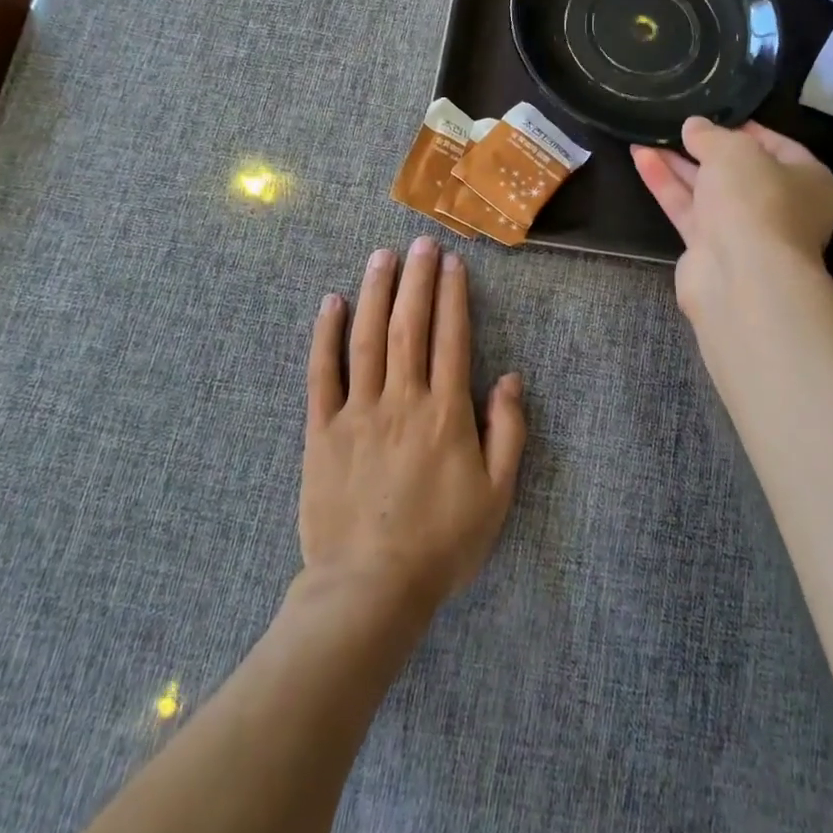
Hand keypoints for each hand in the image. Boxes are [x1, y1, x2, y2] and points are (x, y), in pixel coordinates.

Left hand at [300, 237, 525, 617]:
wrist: (370, 590)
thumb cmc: (441, 544)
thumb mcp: (497, 495)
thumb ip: (508, 432)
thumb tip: (510, 377)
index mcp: (445, 413)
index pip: (451, 337)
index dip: (452, 295)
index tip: (452, 262)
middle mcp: (402, 400)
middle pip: (410, 325)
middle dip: (417, 279)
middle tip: (421, 242)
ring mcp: (358, 412)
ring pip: (367, 338)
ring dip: (376, 292)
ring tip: (382, 255)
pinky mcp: (322, 431)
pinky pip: (322, 374)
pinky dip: (326, 335)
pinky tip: (331, 302)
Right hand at [631, 118, 832, 324]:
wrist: (742, 276)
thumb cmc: (755, 201)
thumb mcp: (734, 151)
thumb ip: (710, 135)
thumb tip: (694, 126)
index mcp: (807, 180)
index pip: (776, 145)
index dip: (743, 127)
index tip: (711, 113)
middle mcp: (779, 206)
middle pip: (737, 170)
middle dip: (702, 147)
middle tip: (673, 125)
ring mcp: (743, 230)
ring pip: (707, 189)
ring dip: (677, 163)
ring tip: (644, 136)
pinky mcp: (710, 249)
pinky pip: (687, 208)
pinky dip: (665, 184)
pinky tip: (641, 158)